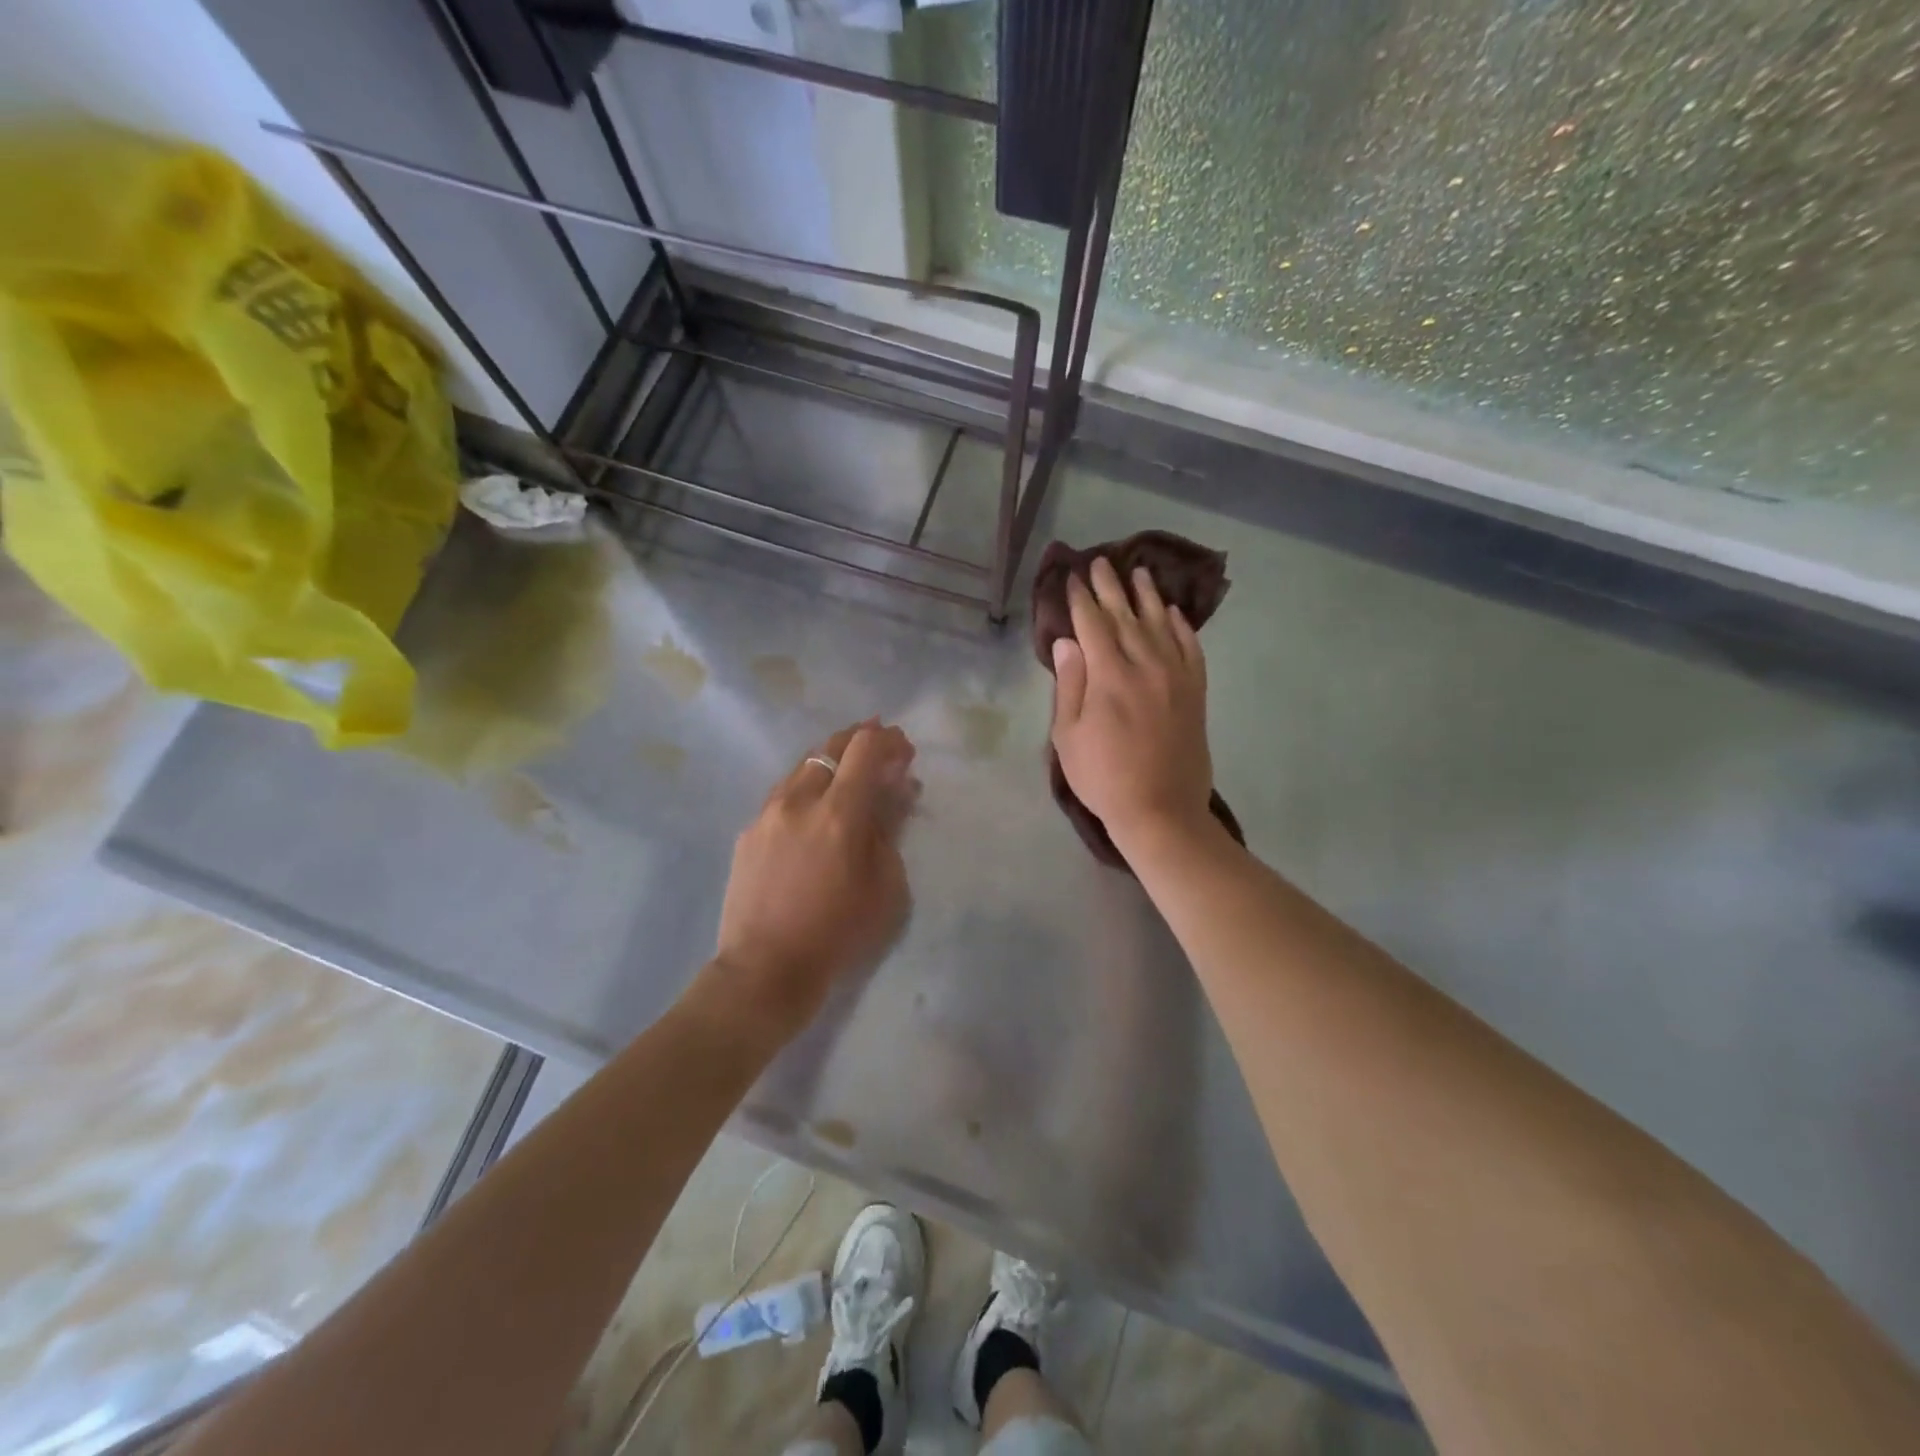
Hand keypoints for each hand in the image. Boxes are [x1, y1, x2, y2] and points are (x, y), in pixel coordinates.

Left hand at [711, 720, 916, 1041]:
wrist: (765, 970)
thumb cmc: (839, 933)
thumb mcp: (886, 886)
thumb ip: (891, 827)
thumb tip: (899, 788)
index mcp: (839, 813)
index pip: (864, 748)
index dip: (889, 741)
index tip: (905, 751)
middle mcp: (799, 800)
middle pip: (830, 746)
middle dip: (861, 739)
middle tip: (883, 751)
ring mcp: (767, 813)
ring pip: (803, 766)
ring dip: (832, 760)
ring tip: (851, 775)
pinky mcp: (748, 831)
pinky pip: (783, 793)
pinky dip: (808, 785)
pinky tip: (816, 806)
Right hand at [1050, 557, 1213, 847]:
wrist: (1161, 810)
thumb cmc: (1103, 777)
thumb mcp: (1068, 736)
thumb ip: (1069, 684)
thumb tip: (1067, 642)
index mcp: (1109, 676)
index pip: (1092, 624)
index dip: (1080, 599)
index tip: (1072, 577)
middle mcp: (1146, 665)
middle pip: (1126, 616)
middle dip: (1110, 587)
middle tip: (1101, 562)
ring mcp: (1176, 677)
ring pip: (1161, 624)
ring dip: (1148, 596)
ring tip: (1140, 572)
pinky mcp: (1196, 692)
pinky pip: (1192, 648)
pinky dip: (1183, 627)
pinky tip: (1174, 614)